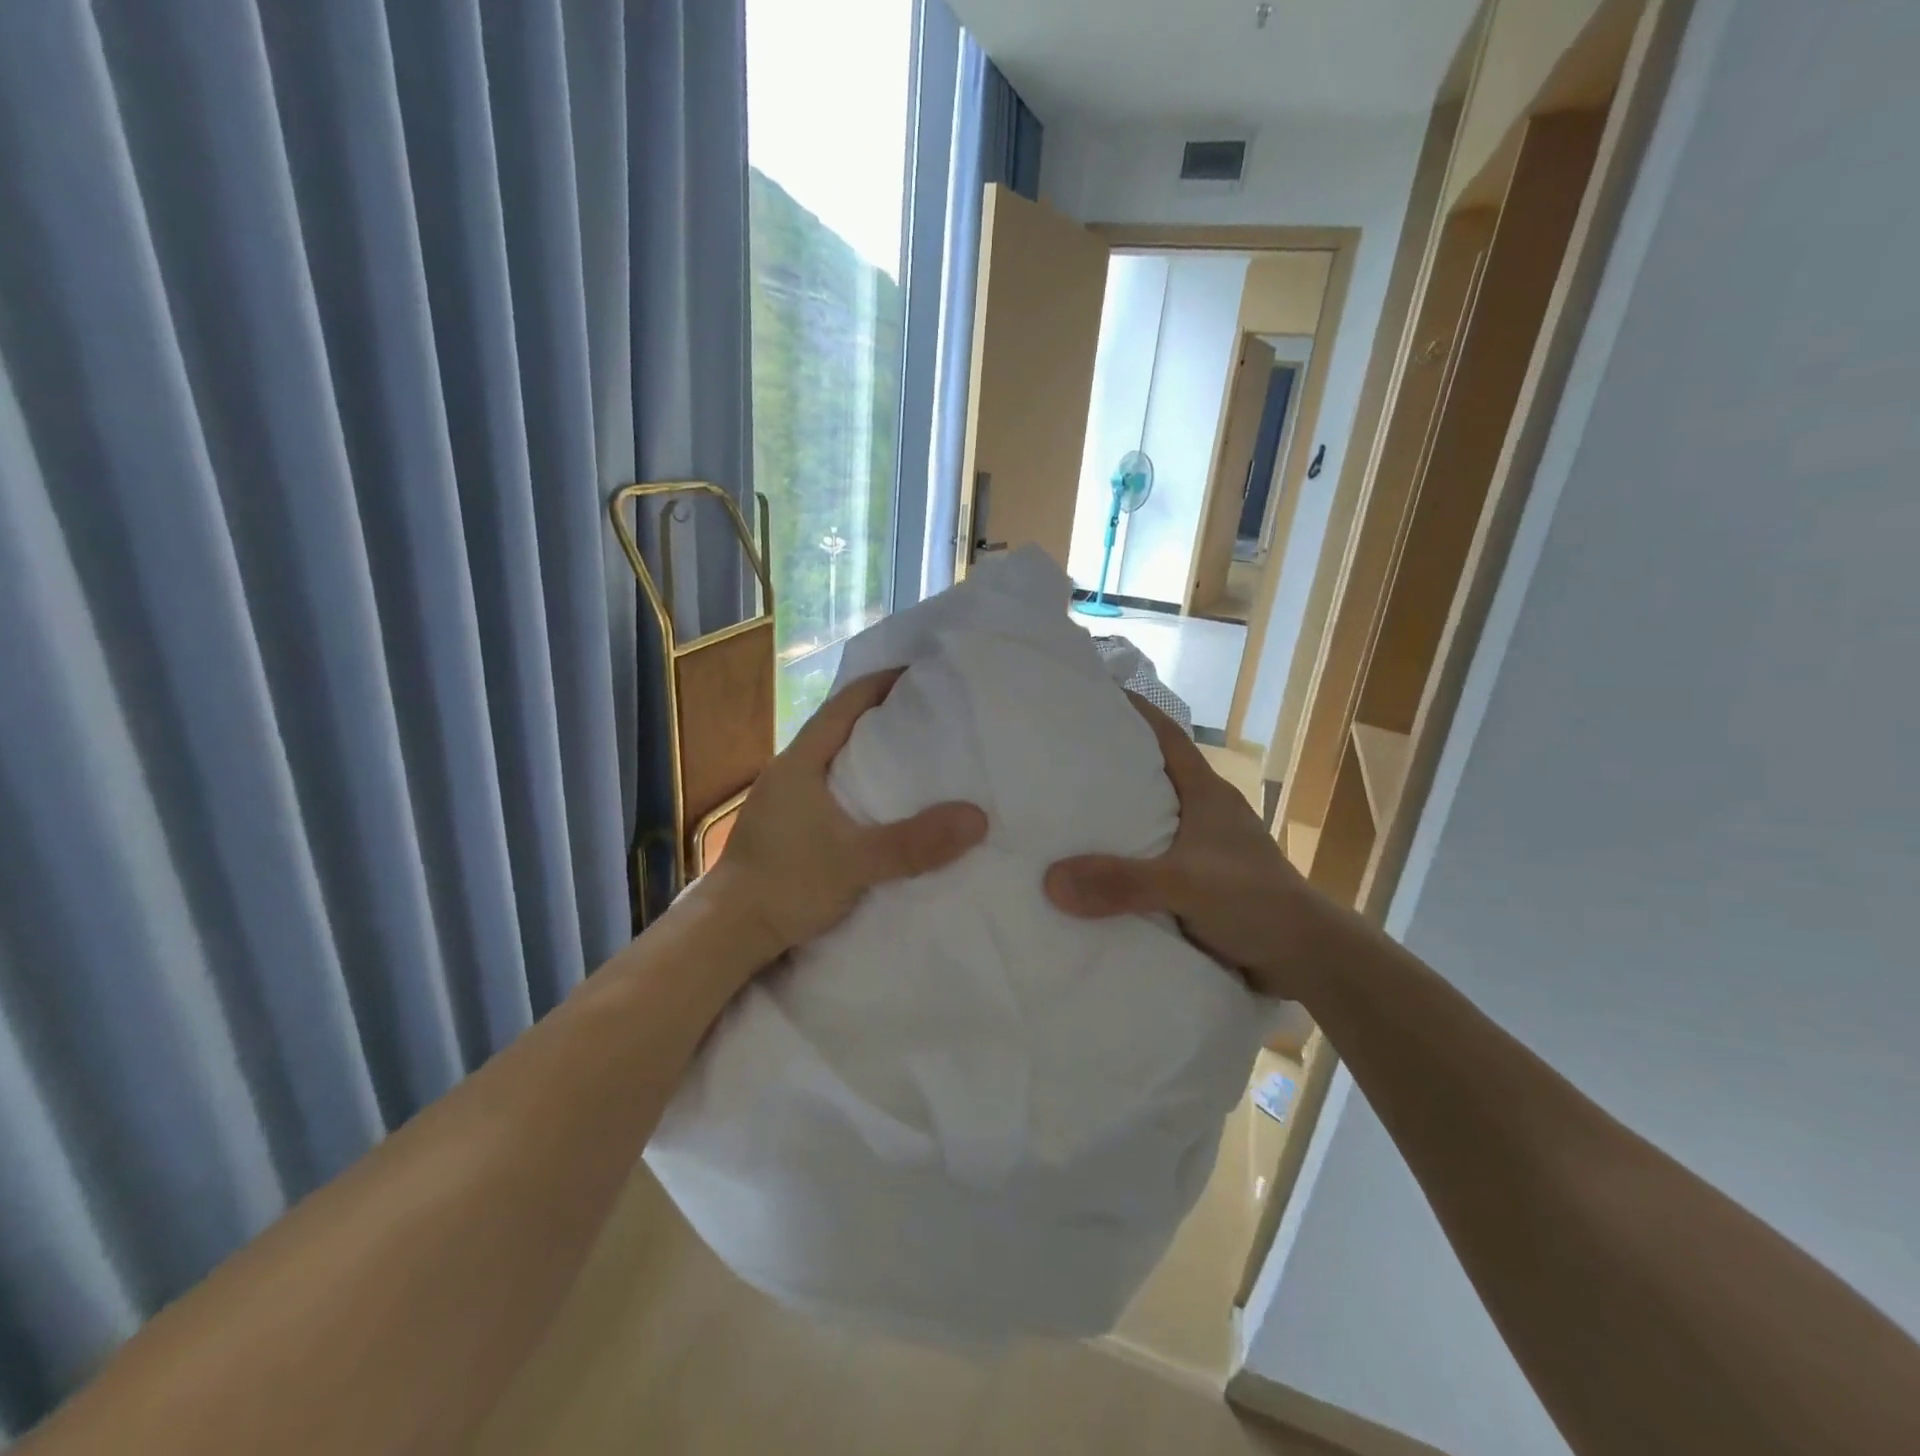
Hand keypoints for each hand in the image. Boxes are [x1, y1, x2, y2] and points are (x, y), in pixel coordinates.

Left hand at [706, 669, 987, 965]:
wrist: (727, 933)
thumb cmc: (786, 885)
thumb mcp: (856, 862)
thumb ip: (915, 843)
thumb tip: (977, 818)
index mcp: (799, 763)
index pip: (843, 705)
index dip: (879, 684)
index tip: (917, 673)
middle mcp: (787, 772)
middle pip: (837, 728)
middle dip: (879, 717)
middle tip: (927, 715)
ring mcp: (781, 800)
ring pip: (830, 761)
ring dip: (865, 754)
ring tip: (910, 757)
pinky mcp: (782, 827)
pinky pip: (826, 789)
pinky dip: (854, 785)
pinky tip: (876, 805)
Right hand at [1043, 695, 1326, 1000]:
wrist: (1306, 959)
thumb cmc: (1256, 902)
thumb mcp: (1186, 886)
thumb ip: (1123, 883)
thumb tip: (1050, 880)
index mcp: (1206, 794)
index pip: (1167, 736)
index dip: (1135, 712)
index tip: (1094, 696)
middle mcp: (1203, 813)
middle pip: (1151, 775)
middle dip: (1110, 765)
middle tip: (1058, 758)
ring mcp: (1203, 849)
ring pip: (1149, 820)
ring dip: (1115, 817)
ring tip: (1063, 812)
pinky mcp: (1199, 883)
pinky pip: (1150, 860)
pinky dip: (1124, 859)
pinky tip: (1092, 870)